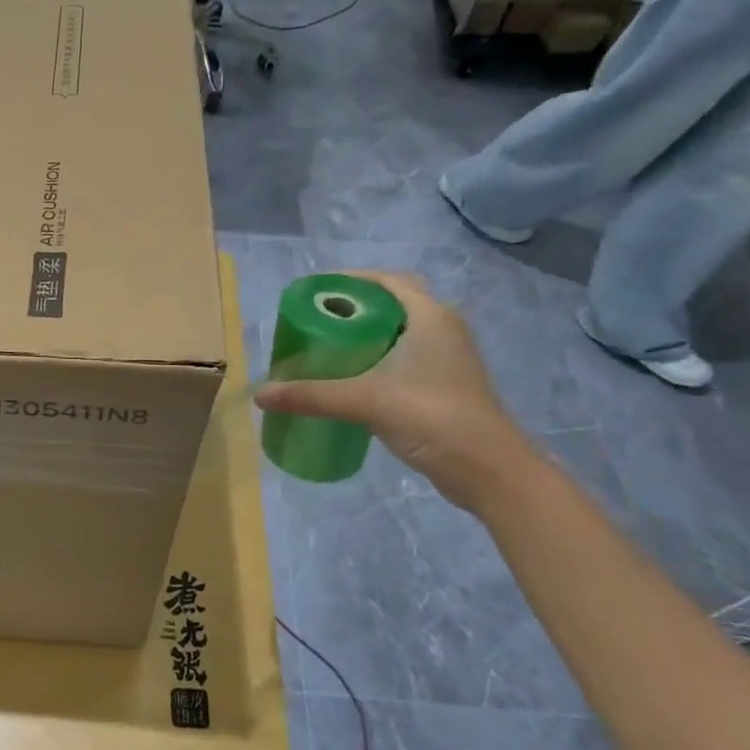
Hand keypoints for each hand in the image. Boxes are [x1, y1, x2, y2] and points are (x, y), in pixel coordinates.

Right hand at [254, 271, 534, 509]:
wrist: (488, 469)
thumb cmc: (432, 417)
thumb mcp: (364, 401)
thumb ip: (311, 396)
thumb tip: (260, 395)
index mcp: (430, 317)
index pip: (388, 281)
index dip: (351, 280)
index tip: (316, 291)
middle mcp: (443, 329)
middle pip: (392, 304)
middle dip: (354, 308)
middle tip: (316, 321)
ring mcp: (447, 358)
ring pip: (399, 332)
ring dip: (366, 335)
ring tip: (326, 347)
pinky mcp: (445, 385)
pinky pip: (405, 357)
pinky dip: (378, 358)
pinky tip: (352, 379)